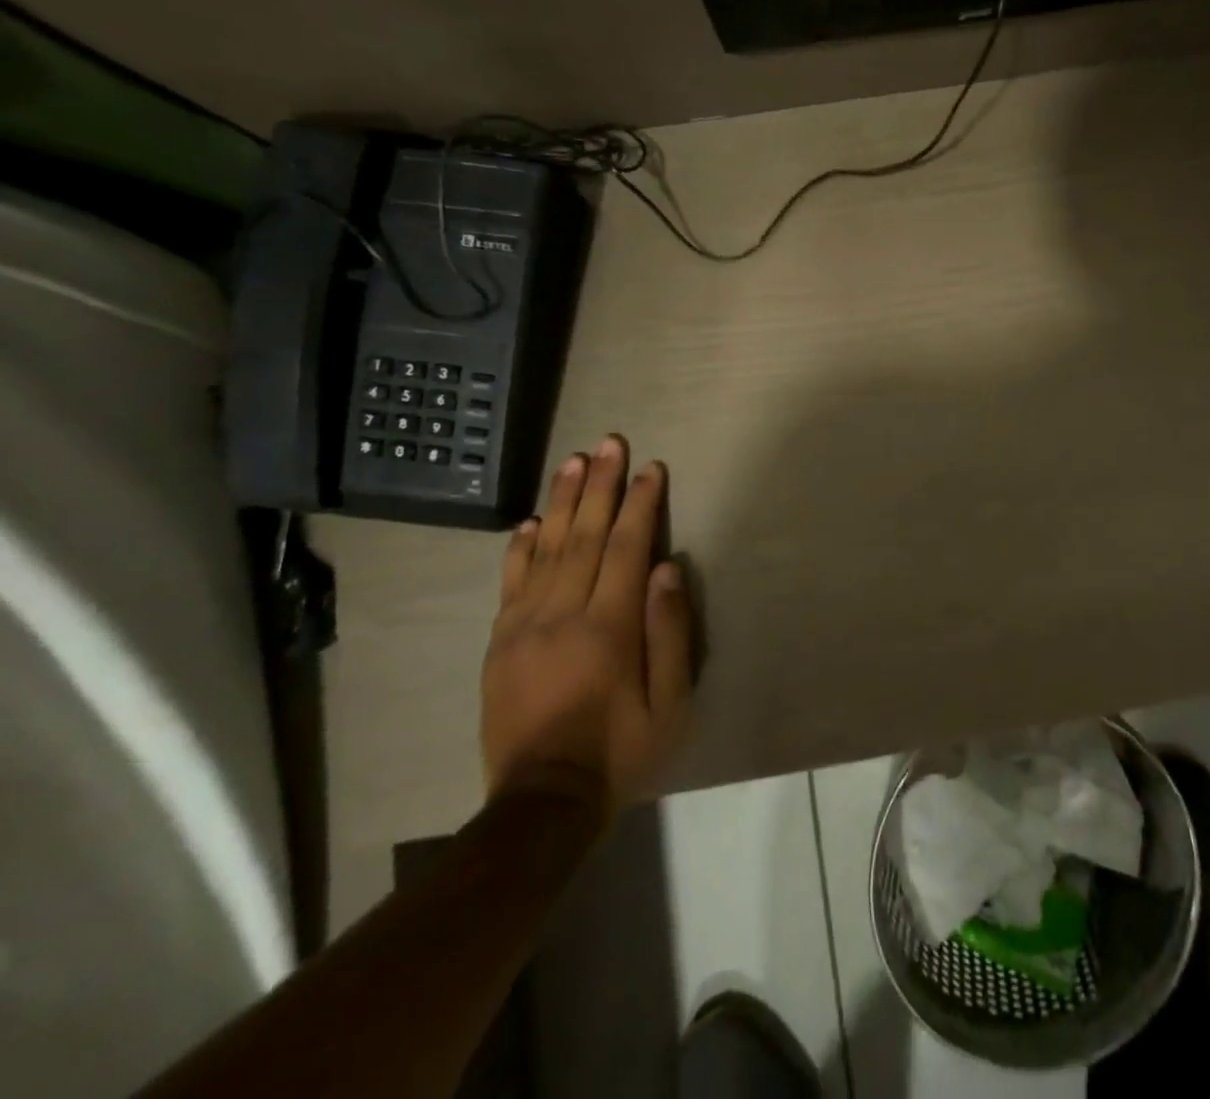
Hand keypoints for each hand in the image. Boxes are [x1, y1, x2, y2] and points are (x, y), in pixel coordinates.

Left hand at [481, 436, 691, 819]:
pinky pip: (511, 583)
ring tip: (574, 461)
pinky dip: (521, 547)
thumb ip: (670, 632)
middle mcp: (562, 615)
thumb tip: (668, 569)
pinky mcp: (500, 644)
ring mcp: (523, 627)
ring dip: (562, 501)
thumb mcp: (671, 703)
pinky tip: (531, 521)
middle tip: (609, 443)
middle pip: (584, 536)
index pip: (626, 548)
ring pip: (546, 549)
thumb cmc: (622, 751)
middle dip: (600, 485)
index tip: (651, 468)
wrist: (542, 804)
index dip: (641, 504)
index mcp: (608, 627)